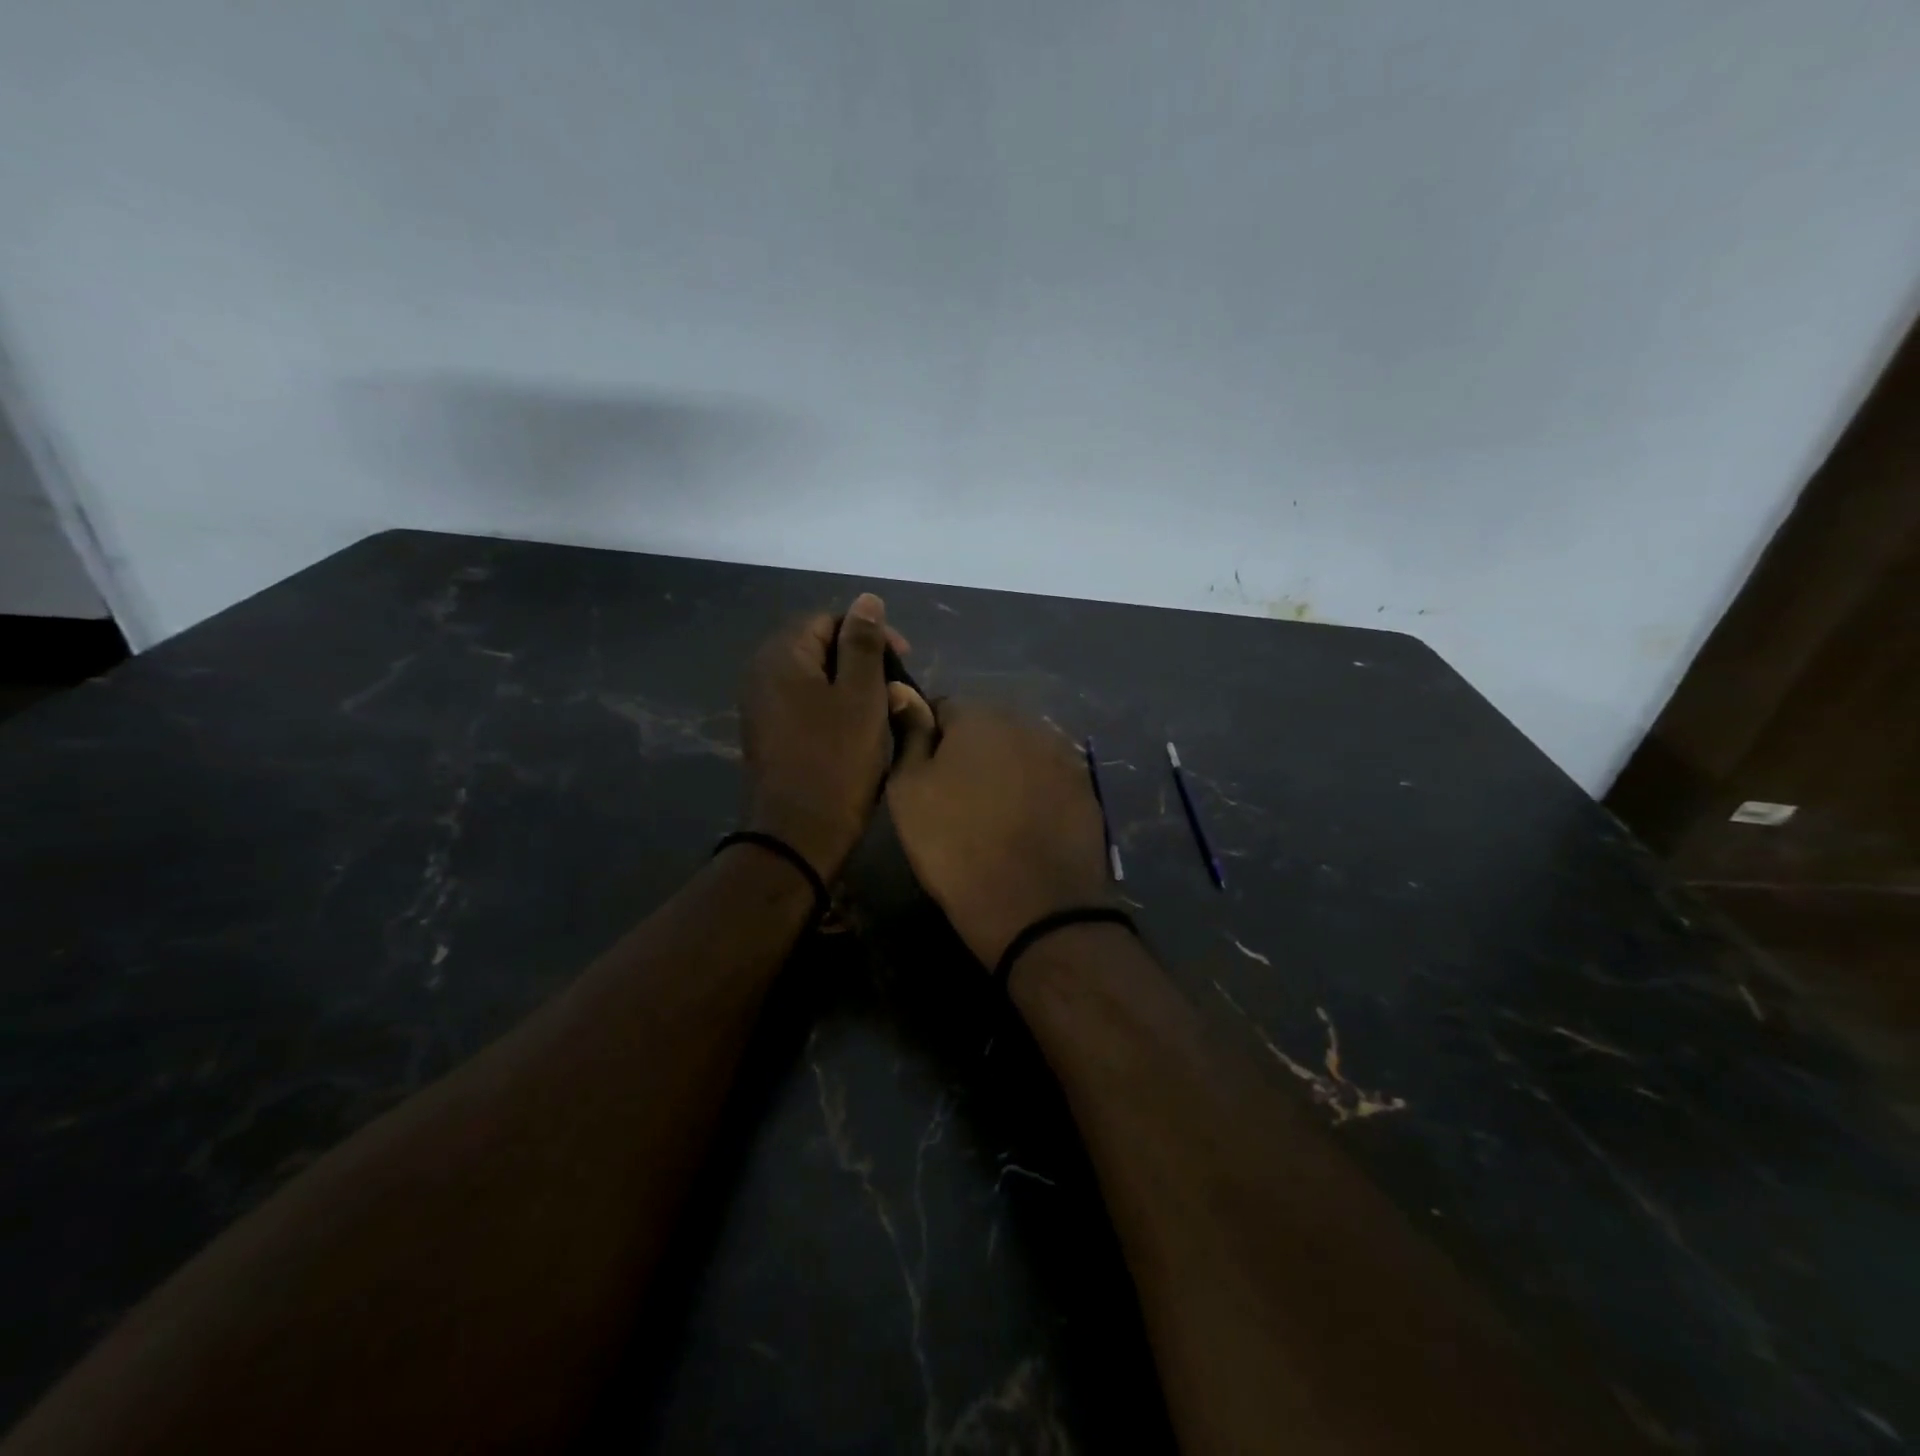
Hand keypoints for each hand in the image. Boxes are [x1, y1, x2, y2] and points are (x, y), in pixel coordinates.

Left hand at [740, 593, 906, 881]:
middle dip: (864, 661)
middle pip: (820, 647)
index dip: (870, 633)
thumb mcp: (860, 696)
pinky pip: (808, 706)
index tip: (903, 660)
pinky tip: (861, 732)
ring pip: (817, 679)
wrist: (798, 835)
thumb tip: (866, 600)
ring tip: (885, 711)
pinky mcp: (771, 735)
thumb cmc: (836, 760)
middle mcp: (763, 674)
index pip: (829, 620)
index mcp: (782, 656)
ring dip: (854, 688)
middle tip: (898, 689)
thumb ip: (863, 644)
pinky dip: (836, 710)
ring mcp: (763, 707)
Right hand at [885, 696, 1110, 967]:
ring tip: (992, 816)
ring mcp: (1063, 754)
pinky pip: (1047, 779)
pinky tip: (1025, 827)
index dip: (927, 739)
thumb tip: (902, 690)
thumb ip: (910, 735)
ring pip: (1019, 753)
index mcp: (980, 715)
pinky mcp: (1085, 788)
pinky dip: (1034, 793)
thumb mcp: (910, 791)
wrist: (1035, 906)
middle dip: (969, 752)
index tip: (923, 776)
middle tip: (955, 799)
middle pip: (986, 728)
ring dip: (1004, 771)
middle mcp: (1027, 722)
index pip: (942, 707)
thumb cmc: (956, 845)